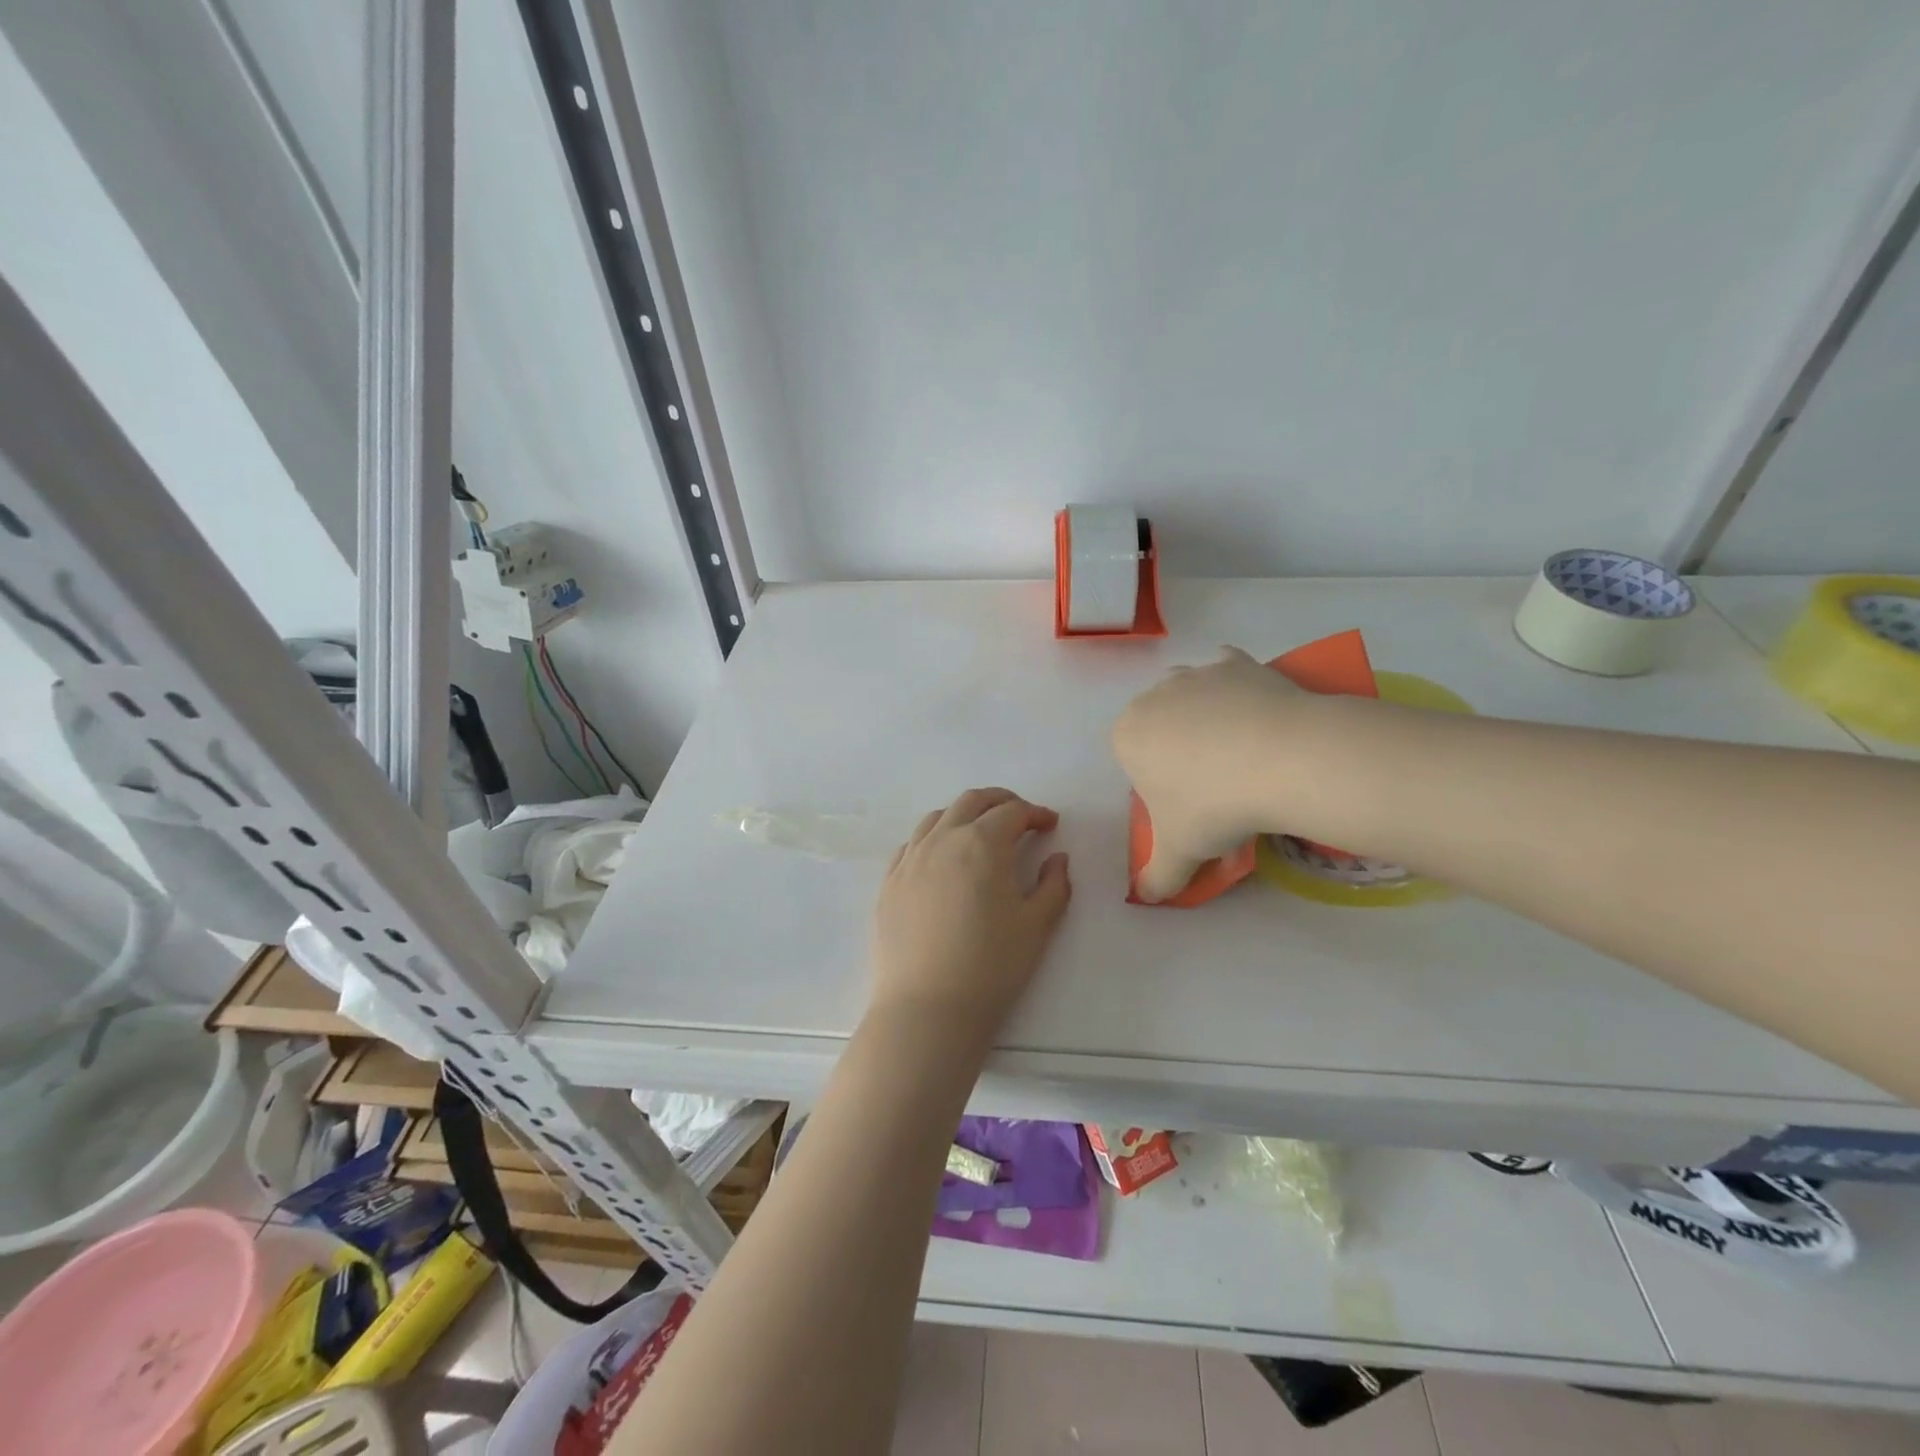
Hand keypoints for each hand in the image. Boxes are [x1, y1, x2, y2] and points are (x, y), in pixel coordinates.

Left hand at [871, 787, 1071, 1047]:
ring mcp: (910, 858)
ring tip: (980, 833)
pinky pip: (912, 844)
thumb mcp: (1037, 926)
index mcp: (982, 843)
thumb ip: (1054, 885)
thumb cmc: (991, 966)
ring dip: (965, 815)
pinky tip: (941, 858)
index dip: (1035, 813)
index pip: (1012, 812)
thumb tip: (1057, 859)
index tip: (1050, 824)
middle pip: (972, 801)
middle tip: (1020, 818)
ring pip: (938, 817)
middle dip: (1000, 802)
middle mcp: (942, 839)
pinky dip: (933, 838)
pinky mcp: (889, 882)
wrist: (927, 1008)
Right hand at [1113, 647, 1300, 901]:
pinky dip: (1239, 692)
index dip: (1159, 784)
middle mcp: (1153, 696)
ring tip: (1245, 755)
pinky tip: (1260, 720)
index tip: (1189, 806)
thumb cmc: (1214, 806)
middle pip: (1161, 726)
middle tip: (1218, 786)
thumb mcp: (1180, 853)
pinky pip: (1229, 674)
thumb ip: (1156, 878)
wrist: (1283, 760)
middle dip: (1180, 749)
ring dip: (1208, 719)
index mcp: (1127, 735)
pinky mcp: (1236, 661)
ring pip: (1193, 697)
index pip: (1133, 760)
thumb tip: (1146, 898)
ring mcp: (1195, 674)